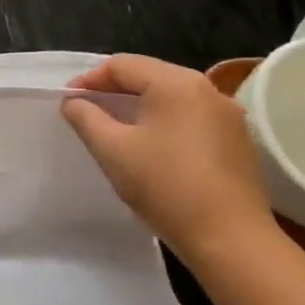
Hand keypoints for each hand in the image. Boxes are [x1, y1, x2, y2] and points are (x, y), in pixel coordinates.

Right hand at [61, 54, 272, 258]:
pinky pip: (190, 117)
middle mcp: (207, 90)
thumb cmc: (165, 186)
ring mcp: (227, 116)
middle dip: (112, 90)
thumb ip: (85, 117)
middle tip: (86, 112)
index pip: (121, 65)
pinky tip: (150, 148)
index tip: (67, 103)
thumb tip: (74, 102)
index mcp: (176, 83)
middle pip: (148, 75)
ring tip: (114, 129)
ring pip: (170, 97)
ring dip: (138, 106)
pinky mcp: (236, 141)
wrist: (230, 239)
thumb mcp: (111, 149)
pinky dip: (163, 122)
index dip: (88, 80)